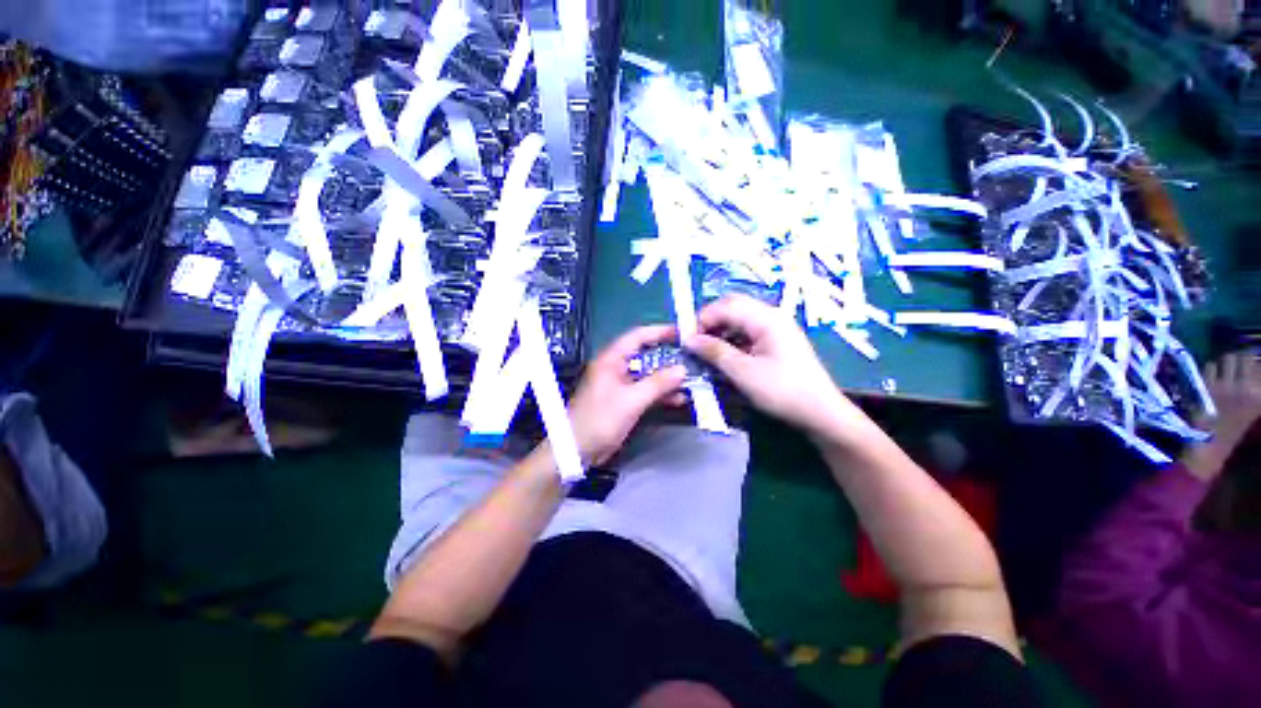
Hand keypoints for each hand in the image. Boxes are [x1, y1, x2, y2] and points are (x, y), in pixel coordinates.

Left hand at [568, 325, 686, 465]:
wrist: (577, 451)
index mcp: (611, 359)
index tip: (682, 333)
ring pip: (648, 374)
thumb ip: (657, 384)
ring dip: (667, 378)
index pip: (638, 336)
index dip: (660, 332)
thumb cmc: (599, 420)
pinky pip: (646, 390)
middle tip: (692, 359)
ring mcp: (621, 385)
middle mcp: (616, 367)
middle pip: (645, 355)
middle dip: (668, 358)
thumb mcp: (631, 401)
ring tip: (690, 380)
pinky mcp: (624, 400)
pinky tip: (678, 398)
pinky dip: (660, 393)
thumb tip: (682, 369)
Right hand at [683, 295, 860, 436]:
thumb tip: (689, 339)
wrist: (820, 413)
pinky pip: (747, 332)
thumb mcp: (743, 372)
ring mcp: (775, 328)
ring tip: (706, 353)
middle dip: (709, 323)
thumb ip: (715, 351)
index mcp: (766, 318)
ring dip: (719, 332)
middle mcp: (771, 316)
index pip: (725, 305)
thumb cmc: (782, 391)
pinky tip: (723, 357)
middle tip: (695, 344)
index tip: (686, 340)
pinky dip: (731, 341)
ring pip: (738, 320)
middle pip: (732, 307)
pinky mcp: (775, 341)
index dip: (702, 319)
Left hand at [1185, 350, 1260, 479]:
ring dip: (1223, 363)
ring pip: (1227, 358)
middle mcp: (1247, 387)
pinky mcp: (1208, 386)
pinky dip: (1208, 369)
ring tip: (1221, 371)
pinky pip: (1209, 366)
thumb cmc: (1232, 428)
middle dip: (1238, 359)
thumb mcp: (1253, 408)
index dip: (1254, 363)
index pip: (1260, 366)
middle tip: (1234, 366)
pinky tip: (1208, 378)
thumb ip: (1255, 389)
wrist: (1211, 445)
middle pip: (1244, 356)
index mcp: (1260, 395)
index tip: (1250, 366)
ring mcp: (1227, 385)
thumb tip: (1255, 367)